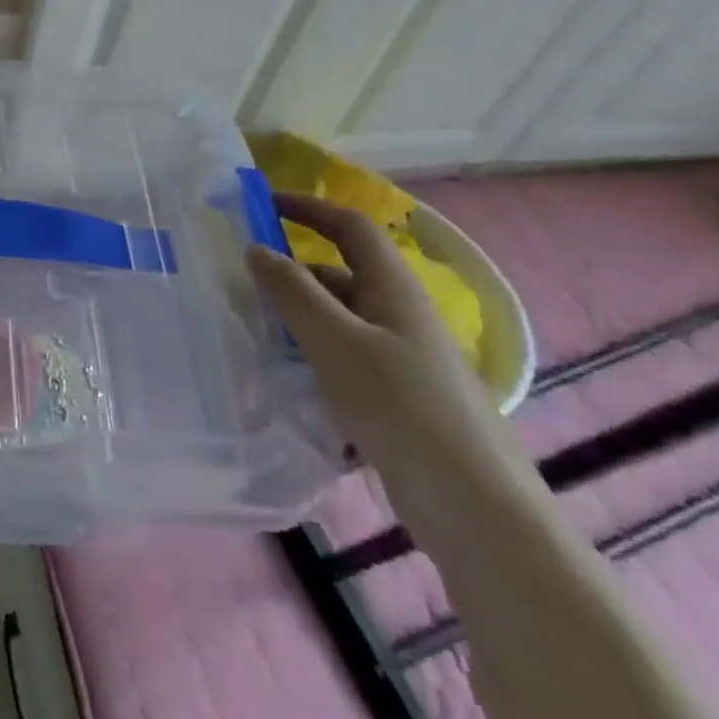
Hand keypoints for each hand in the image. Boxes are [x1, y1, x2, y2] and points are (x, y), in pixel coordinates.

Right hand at [246, 193, 539, 535]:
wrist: (477, 512)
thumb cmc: (402, 409)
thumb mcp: (336, 342)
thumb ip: (292, 292)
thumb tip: (255, 248)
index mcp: (395, 290)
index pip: (351, 228)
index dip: (308, 209)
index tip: (261, 206)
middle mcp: (402, 317)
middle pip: (341, 275)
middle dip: (292, 274)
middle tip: (242, 285)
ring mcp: (405, 360)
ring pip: (341, 321)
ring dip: (299, 319)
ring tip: (254, 334)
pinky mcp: (401, 400)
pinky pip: (347, 360)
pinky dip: (314, 358)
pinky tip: (287, 382)